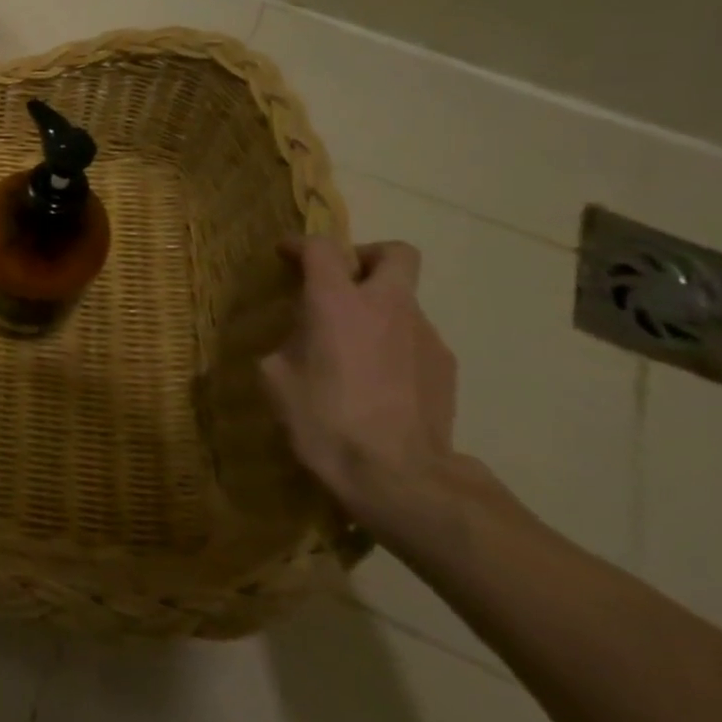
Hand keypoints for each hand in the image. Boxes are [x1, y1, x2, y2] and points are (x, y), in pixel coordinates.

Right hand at [260, 236, 463, 543]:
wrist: (397, 477)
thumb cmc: (323, 420)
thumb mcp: (276, 378)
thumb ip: (288, 344)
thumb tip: (300, 341)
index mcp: (337, 302)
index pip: (322, 248)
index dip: (300, 245)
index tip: (285, 255)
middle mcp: (386, 306)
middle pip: (393, 253)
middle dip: (366, 257)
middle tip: (342, 282)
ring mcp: (424, 335)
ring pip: (403, 301)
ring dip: (378, 310)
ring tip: (353, 348)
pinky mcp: (445, 367)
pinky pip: (414, 339)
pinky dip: (394, 344)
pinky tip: (377, 380)